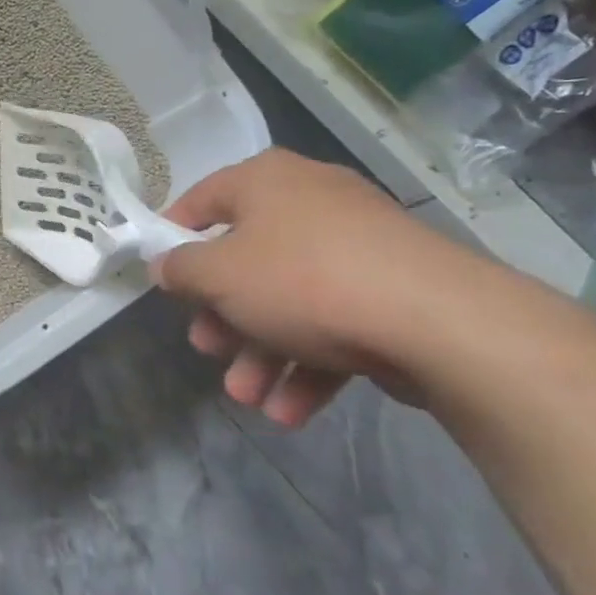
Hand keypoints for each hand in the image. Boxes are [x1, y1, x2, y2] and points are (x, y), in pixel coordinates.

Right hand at [152, 149, 488, 426]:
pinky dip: (308, 365)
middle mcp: (311, 204)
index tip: (159, 273)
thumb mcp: (218, 276)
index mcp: (268, 182)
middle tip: (208, 348)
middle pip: (247, 260)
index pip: (204, 199)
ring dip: (261, 354)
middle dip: (223, 316)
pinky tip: (289, 412)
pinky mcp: (391, 292)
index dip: (174, 235)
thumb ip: (181, 269)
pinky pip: (333, 323)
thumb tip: (165, 265)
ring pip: (289, 301)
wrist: (436, 321)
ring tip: (248, 398)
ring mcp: (356, 248)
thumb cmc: (302, 280)